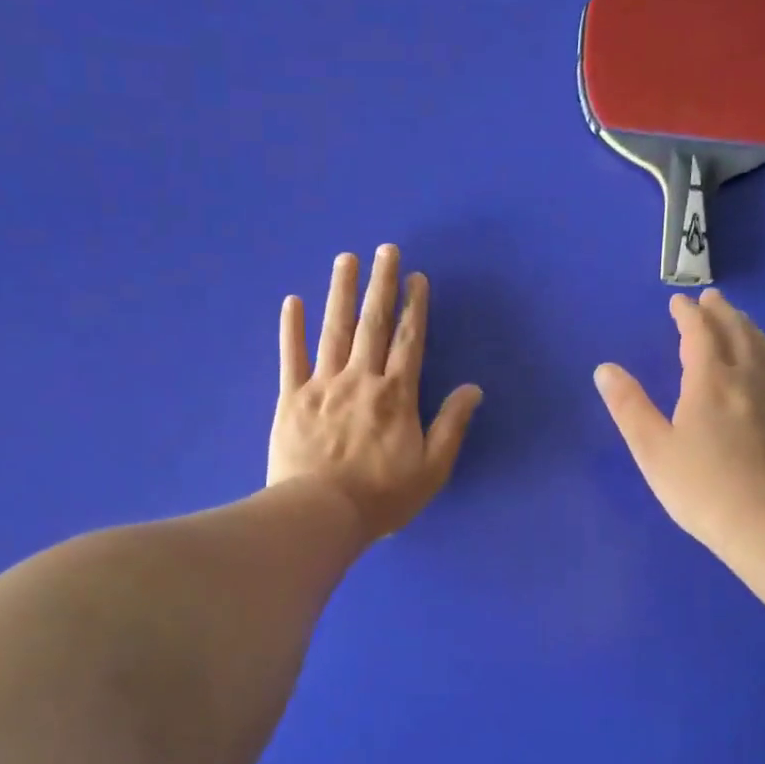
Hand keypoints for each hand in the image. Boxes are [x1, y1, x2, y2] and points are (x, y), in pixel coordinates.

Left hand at [268, 246, 482, 543]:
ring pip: (334, 330)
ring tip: (346, 259)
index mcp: (396, 394)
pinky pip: (291, 357)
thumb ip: (452, 425)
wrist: (322, 514)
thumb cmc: (382, 496)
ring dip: (341, 292)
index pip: (408, 340)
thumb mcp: (432, 468)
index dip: (414, 306)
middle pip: (372, 324)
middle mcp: (361, 379)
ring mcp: (323, 385)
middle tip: (385, 249)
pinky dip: (291, 329)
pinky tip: (292, 301)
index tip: (415, 276)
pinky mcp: (291, 399)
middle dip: (380, 284)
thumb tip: (473, 388)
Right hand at [594, 289, 764, 554]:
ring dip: (748, 328)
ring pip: (763, 350)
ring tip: (741, 321)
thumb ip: (629, 406)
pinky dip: (764, 353)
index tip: (678, 302)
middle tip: (713, 298)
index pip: (699, 335)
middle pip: (737, 334)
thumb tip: (605, 368)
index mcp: (710, 382)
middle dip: (722, 313)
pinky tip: (763, 368)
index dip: (688, 315)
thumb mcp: (652, 448)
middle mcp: (747, 381)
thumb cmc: (701, 486)